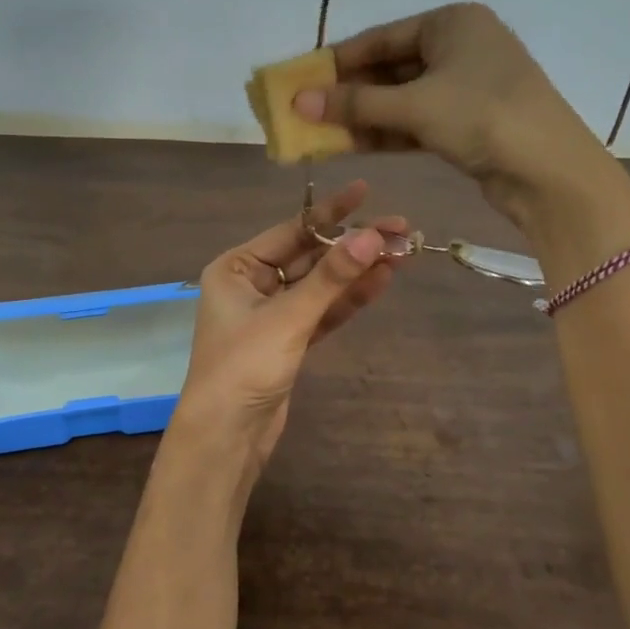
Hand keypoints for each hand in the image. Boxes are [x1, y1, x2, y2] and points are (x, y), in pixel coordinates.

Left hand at [168, 181, 406, 491]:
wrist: (227, 437)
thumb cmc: (244, 367)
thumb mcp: (288, 318)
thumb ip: (331, 278)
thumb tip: (372, 236)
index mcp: (236, 268)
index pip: (291, 231)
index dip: (332, 213)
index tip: (366, 191)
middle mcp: (252, 284)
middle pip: (310, 256)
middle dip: (352, 245)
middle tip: (400, 229)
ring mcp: (272, 313)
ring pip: (320, 285)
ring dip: (357, 271)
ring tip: (402, 252)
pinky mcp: (289, 340)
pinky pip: (322, 311)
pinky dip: (348, 299)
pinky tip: (380, 281)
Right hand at [292, 3, 629, 232]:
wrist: (551, 172)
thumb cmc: (483, 117)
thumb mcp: (414, 106)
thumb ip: (355, 103)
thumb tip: (298, 102)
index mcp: (452, 22)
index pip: (380, 38)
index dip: (337, 61)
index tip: (299, 80)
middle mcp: (460, 47)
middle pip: (390, 69)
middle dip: (348, 94)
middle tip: (304, 112)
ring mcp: (466, 87)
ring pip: (401, 99)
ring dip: (363, 117)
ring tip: (318, 133)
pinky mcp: (468, 122)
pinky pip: (416, 122)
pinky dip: (386, 133)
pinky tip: (350, 146)